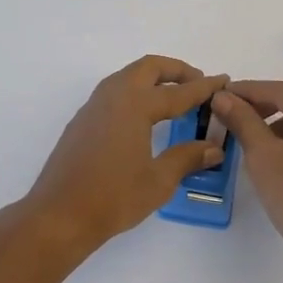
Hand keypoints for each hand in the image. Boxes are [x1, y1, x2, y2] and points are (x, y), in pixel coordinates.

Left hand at [21, 56, 228, 254]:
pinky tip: (144, 117)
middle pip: (149, 68)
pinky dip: (136, 92)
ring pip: (128, 76)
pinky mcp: (83, 120)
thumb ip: (187, 158)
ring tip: (174, 98)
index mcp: (135, 105)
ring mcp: (94, 106)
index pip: (178, 92)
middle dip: (176, 71)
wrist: (59, 215)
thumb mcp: (158, 181)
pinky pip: (115, 92)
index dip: (204, 87)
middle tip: (197, 83)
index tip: (223, 80)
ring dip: (153, 79)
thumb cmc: (113, 197)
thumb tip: (213, 148)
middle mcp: (114, 96)